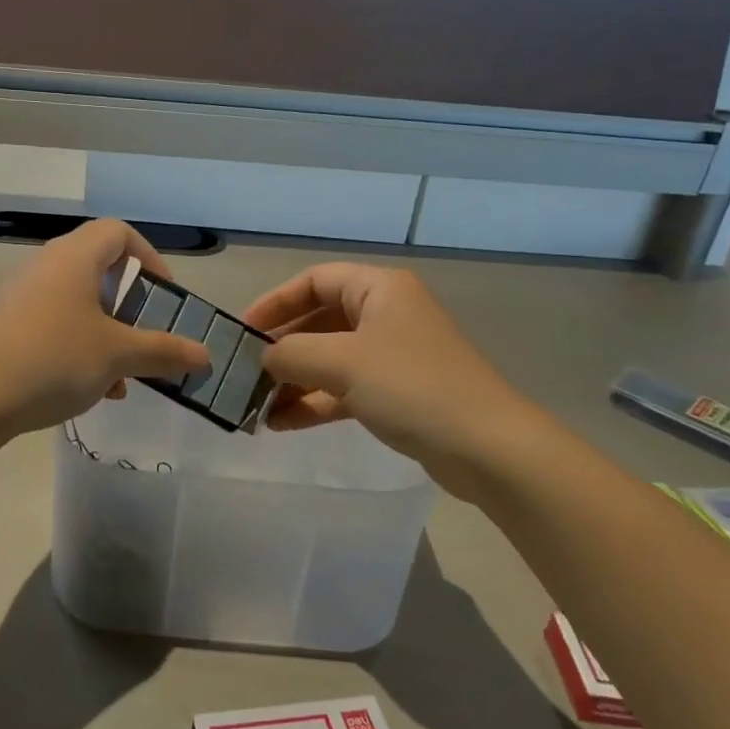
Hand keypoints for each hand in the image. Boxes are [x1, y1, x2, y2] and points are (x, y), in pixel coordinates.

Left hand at [0, 221, 210, 436]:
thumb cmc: (53, 360)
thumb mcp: (118, 356)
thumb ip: (164, 352)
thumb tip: (205, 355)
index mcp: (74, 258)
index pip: (119, 233)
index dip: (149, 258)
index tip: (164, 297)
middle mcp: (46, 266)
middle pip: (100, 270)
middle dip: (131, 307)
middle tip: (146, 338)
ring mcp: (23, 297)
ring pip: (80, 305)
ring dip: (109, 335)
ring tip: (124, 376)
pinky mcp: (9, 327)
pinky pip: (56, 326)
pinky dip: (81, 348)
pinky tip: (93, 391)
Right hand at [242, 264, 530, 470]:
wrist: (486, 447)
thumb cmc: (411, 386)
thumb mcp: (342, 362)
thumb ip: (291, 354)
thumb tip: (262, 359)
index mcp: (379, 289)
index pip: (314, 281)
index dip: (275, 302)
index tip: (243, 331)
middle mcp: (386, 315)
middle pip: (320, 321)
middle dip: (282, 348)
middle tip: (245, 373)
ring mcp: (393, 356)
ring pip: (330, 359)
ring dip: (293, 381)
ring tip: (257, 406)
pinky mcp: (397, 394)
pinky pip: (344, 389)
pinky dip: (314, 403)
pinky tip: (281, 424)